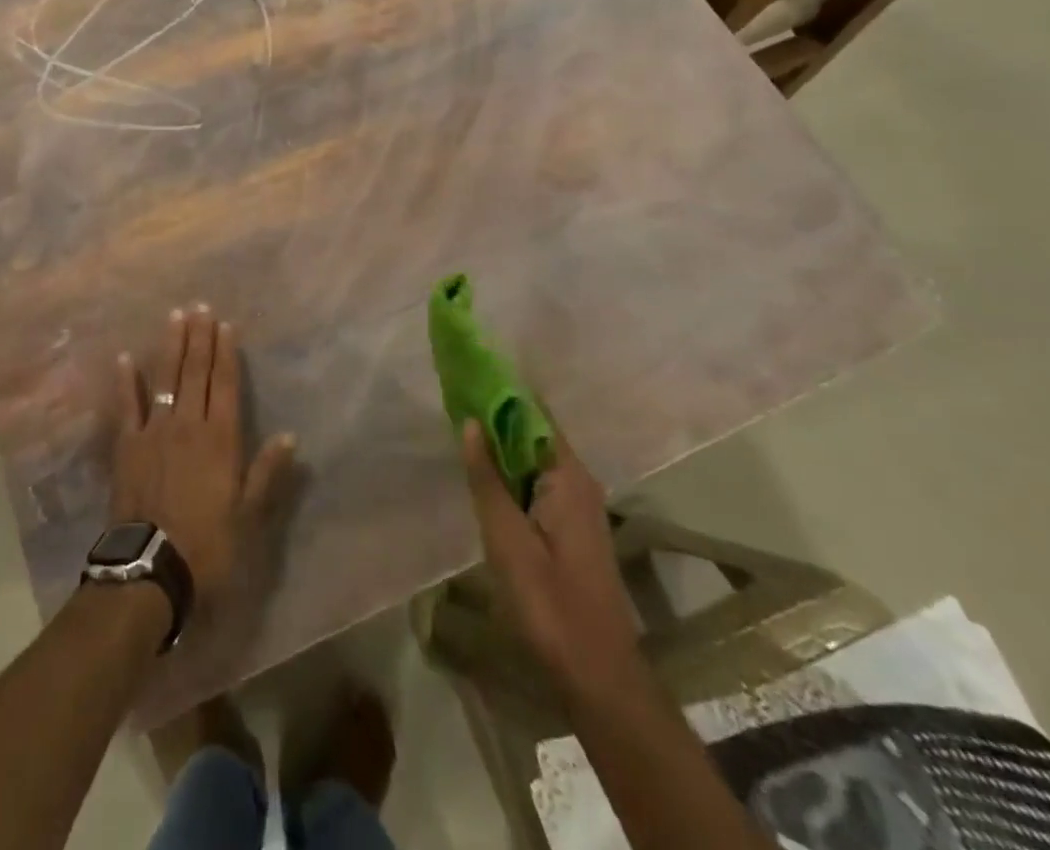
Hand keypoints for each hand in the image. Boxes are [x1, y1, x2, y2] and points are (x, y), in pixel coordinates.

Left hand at [110, 305, 296, 614]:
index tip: (226, 324)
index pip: (226, 385)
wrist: (151, 568)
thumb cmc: (208, 544)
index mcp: (221, 438)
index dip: (226, 353)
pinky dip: (127, 381)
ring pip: (165, 379)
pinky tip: (126, 358)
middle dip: (200, 338)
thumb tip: (290, 437)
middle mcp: (189, 424)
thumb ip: (266, 472)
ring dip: (171, 347)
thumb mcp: (249, 515)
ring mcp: (155, 431)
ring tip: (175, 316)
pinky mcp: (128, 445)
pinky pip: (127, 406)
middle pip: (196, 372)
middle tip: (200, 307)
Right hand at [462, 416, 638, 688]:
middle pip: (533, 433)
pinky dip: (509, 471)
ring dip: (499, 444)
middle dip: (495, 415)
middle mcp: (578, 481)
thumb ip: (487, 478)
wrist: (597, 675)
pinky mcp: (570, 528)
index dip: (501, 391)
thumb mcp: (507, 538)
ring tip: (458, 425)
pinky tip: (482, 474)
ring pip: (532, 459)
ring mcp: (577, 506)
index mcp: (568, 476)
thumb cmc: (549, 604)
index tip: (466, 373)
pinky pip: (535, 482)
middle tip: (452, 398)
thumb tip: (471, 421)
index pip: (534, 414)